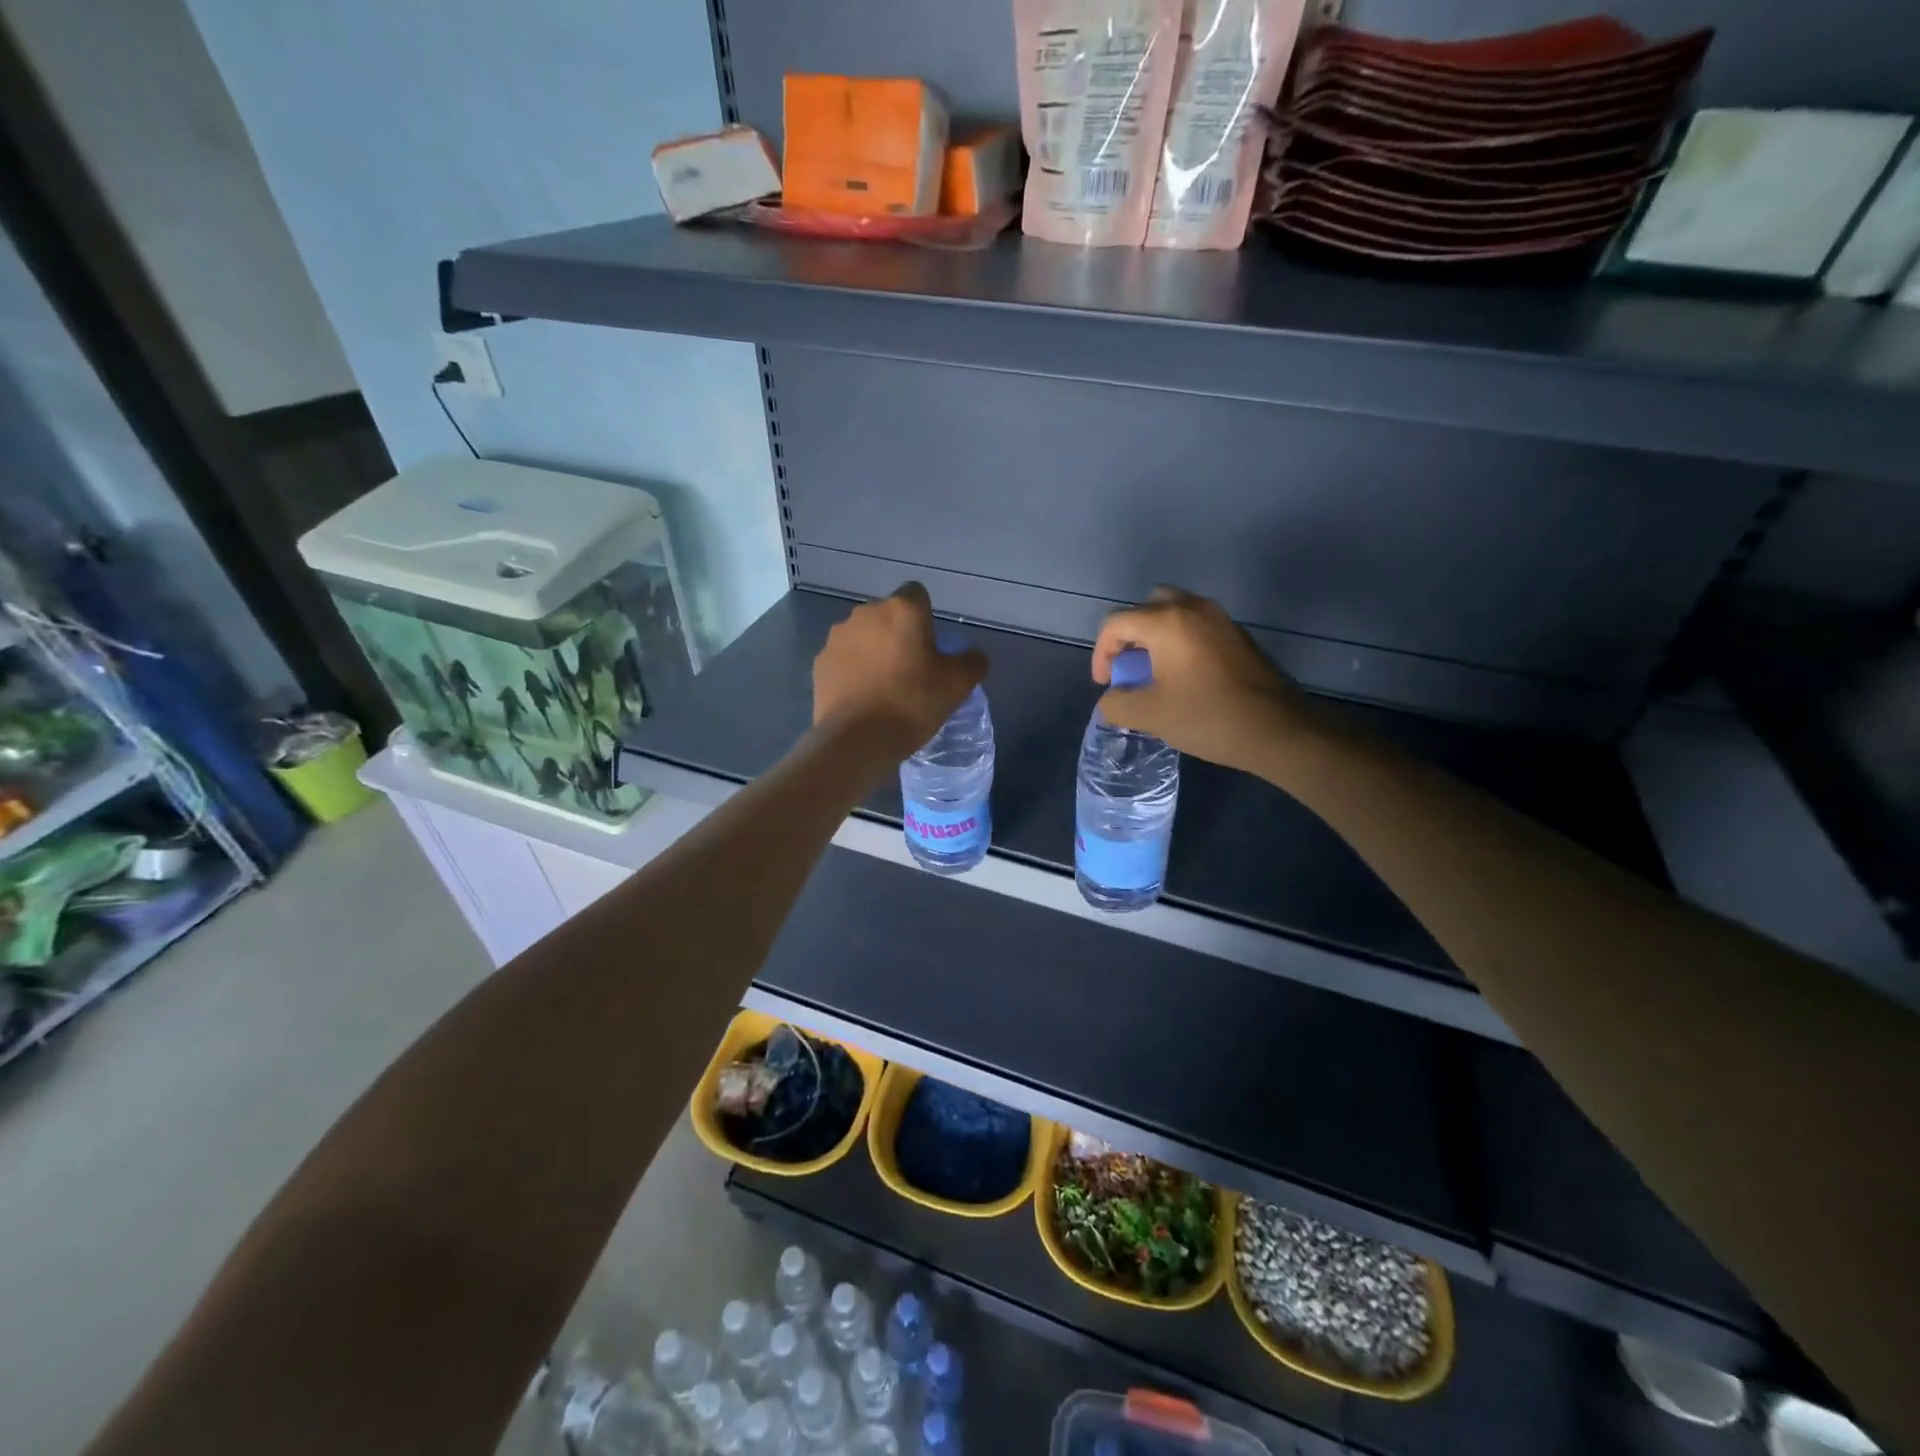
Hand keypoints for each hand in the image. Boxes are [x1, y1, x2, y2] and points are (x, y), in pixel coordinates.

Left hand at [814, 584, 988, 759]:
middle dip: (898, 634)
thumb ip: (972, 662)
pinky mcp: (820, 663)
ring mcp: (838, 637)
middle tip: (911, 669)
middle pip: (888, 615)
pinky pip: (844, 658)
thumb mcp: (958, 685)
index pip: (917, 594)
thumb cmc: (913, 703)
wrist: (857, 739)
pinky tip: (862, 697)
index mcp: (902, 610)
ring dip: (873, 651)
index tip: (930, 645)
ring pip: (863, 636)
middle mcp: (866, 613)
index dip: (926, 616)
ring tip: (884, 686)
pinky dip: (853, 670)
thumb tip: (974, 655)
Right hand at [1091, 588, 1314, 771]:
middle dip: (1129, 636)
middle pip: (1146, 607)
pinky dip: (1180, 642)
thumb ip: (1116, 704)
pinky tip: (1184, 677)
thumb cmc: (1207, 717)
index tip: (1106, 684)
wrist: (1278, 729)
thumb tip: (1112, 699)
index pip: (1116, 623)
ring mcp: (1220, 619)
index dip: (1101, 653)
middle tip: (1128, 667)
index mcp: (1166, 621)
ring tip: (1153, 672)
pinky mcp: (1238, 635)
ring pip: (1175, 613)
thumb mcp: (1149, 715)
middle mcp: (1193, 608)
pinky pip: (1197, 626)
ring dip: (1155, 637)